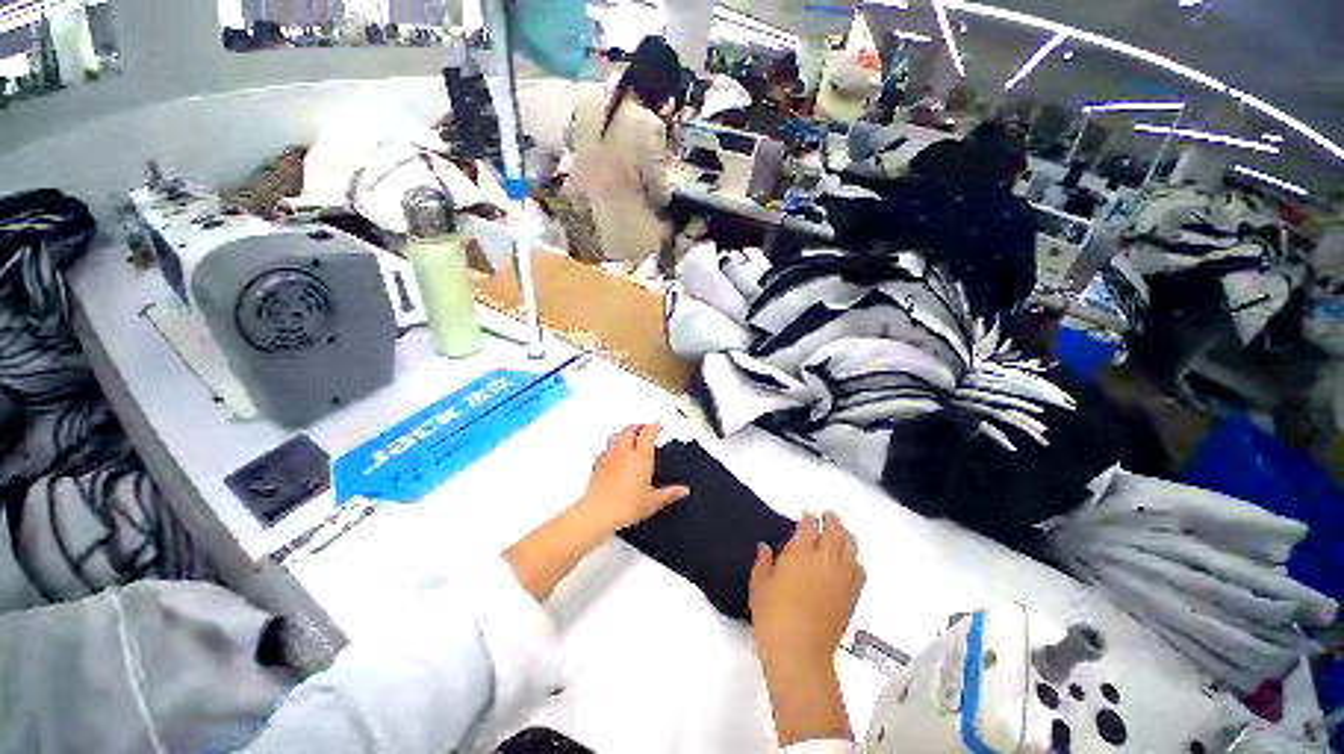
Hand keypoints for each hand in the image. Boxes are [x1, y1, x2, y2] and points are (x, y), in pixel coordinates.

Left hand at [576, 424, 689, 532]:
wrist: (599, 512)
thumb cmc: (624, 505)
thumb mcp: (654, 501)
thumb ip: (670, 493)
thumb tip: (681, 491)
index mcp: (641, 456)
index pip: (649, 432)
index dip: (654, 427)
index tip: (658, 426)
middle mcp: (625, 452)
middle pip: (631, 429)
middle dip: (639, 426)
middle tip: (645, 427)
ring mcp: (610, 457)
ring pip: (616, 435)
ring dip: (624, 433)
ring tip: (629, 434)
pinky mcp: (598, 465)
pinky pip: (605, 450)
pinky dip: (610, 448)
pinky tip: (611, 454)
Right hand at [749, 511, 864, 671]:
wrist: (800, 653)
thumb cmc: (772, 616)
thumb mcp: (759, 586)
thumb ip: (762, 563)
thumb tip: (764, 547)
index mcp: (800, 553)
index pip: (809, 526)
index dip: (808, 517)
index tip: (806, 514)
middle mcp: (824, 561)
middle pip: (834, 532)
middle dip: (832, 520)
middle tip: (828, 515)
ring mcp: (840, 579)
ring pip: (850, 548)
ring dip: (846, 536)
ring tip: (842, 531)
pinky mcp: (850, 597)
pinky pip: (859, 572)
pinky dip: (856, 561)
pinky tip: (852, 561)